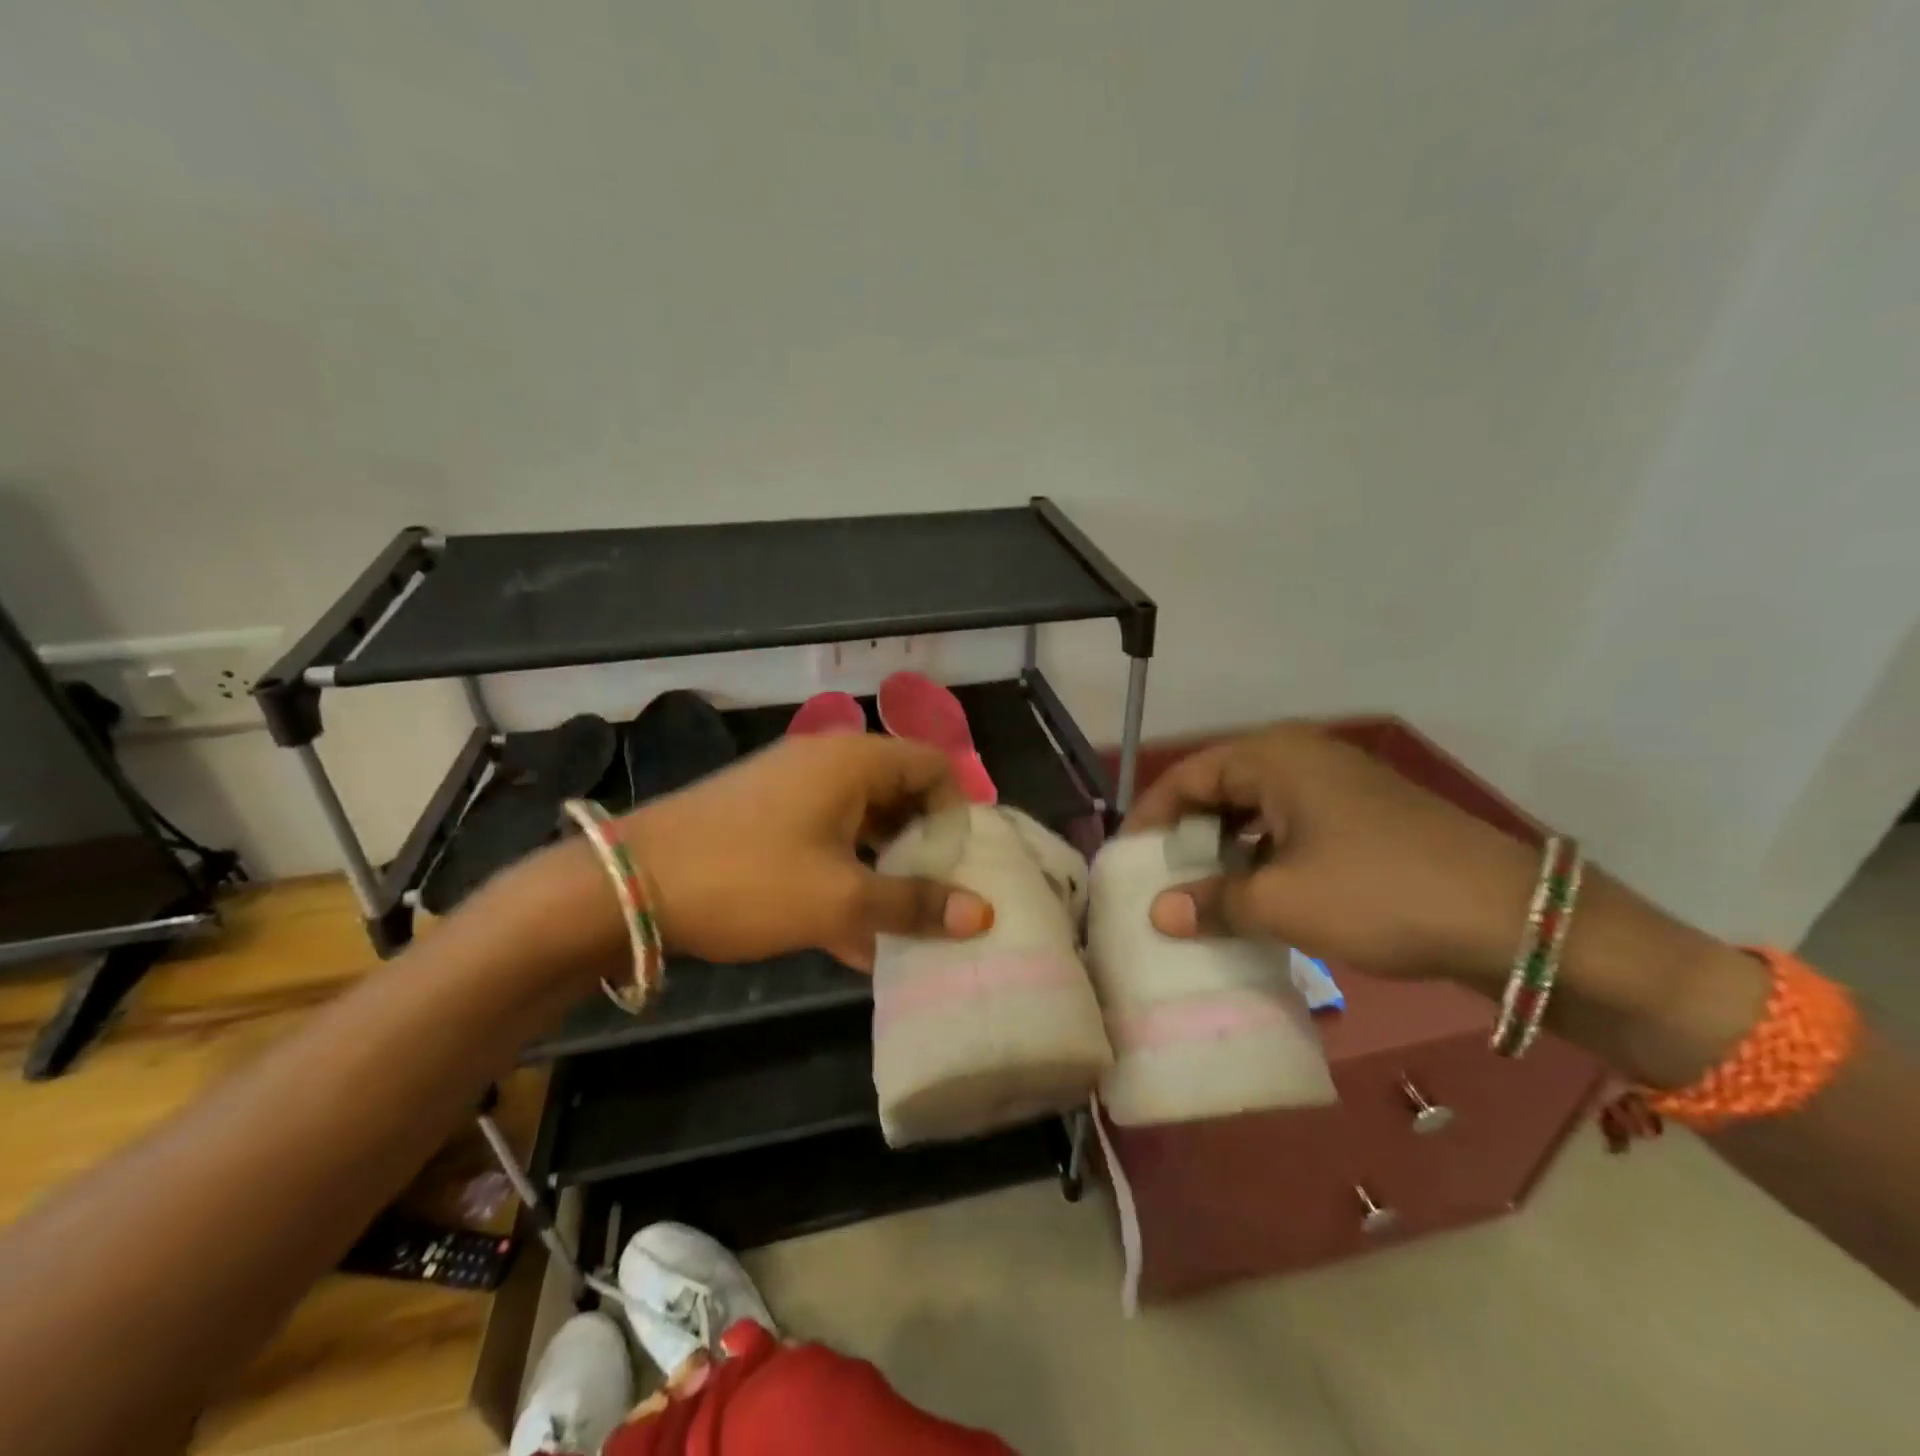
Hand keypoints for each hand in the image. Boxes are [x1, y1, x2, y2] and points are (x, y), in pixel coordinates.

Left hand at [619, 735, 993, 971]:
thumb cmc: (749, 879)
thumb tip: (984, 915)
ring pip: (861, 822)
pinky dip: (846, 875)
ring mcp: (791, 789)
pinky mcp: (764, 817)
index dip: (958, 811)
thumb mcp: (840, 898)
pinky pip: (825, 839)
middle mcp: (826, 762)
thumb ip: (914, 904)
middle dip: (923, 846)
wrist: (629, 886)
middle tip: (941, 897)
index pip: (933, 765)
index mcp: (853, 761)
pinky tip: (852, 934)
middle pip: (900, 793)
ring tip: (902, 923)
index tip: (964, 864)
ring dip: (885, 868)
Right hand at [1122, 724, 1538, 984]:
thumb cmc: (1381, 894)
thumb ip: (1213, 902)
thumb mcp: (1284, 902)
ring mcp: (1338, 787)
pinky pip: (1291, 829)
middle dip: (1187, 835)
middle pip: (1220, 789)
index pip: (1187, 776)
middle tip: (1160, 880)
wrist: (1518, 920)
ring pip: (1256, 812)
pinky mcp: (1363, 818)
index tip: (1128, 860)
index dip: (1152, 818)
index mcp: (1274, 757)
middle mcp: (1302, 758)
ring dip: (1225, 851)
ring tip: (1202, 893)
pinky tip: (1257, 897)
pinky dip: (1264, 859)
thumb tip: (1158, 914)